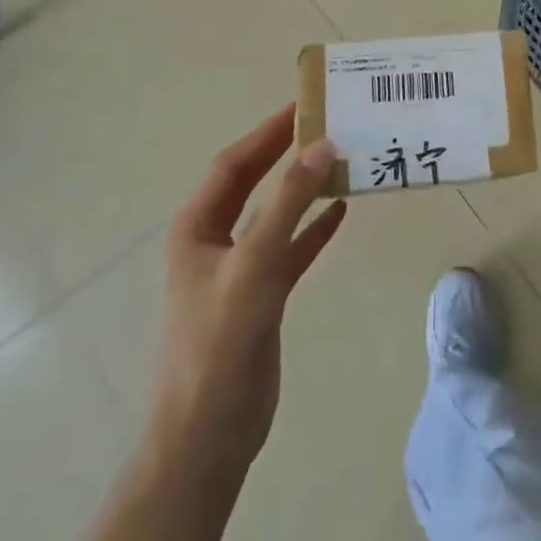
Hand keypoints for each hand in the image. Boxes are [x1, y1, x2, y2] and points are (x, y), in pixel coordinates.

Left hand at [150, 105, 345, 467]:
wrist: (208, 435)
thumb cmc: (220, 343)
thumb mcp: (254, 265)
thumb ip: (288, 204)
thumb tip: (322, 146)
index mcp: (197, 227)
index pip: (233, 164)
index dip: (267, 132)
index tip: (304, 105)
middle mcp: (214, 240)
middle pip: (253, 182)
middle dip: (286, 154)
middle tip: (328, 125)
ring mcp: (239, 269)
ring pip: (275, 213)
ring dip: (305, 188)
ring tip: (342, 161)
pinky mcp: (262, 295)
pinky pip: (291, 248)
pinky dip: (314, 228)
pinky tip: (341, 211)